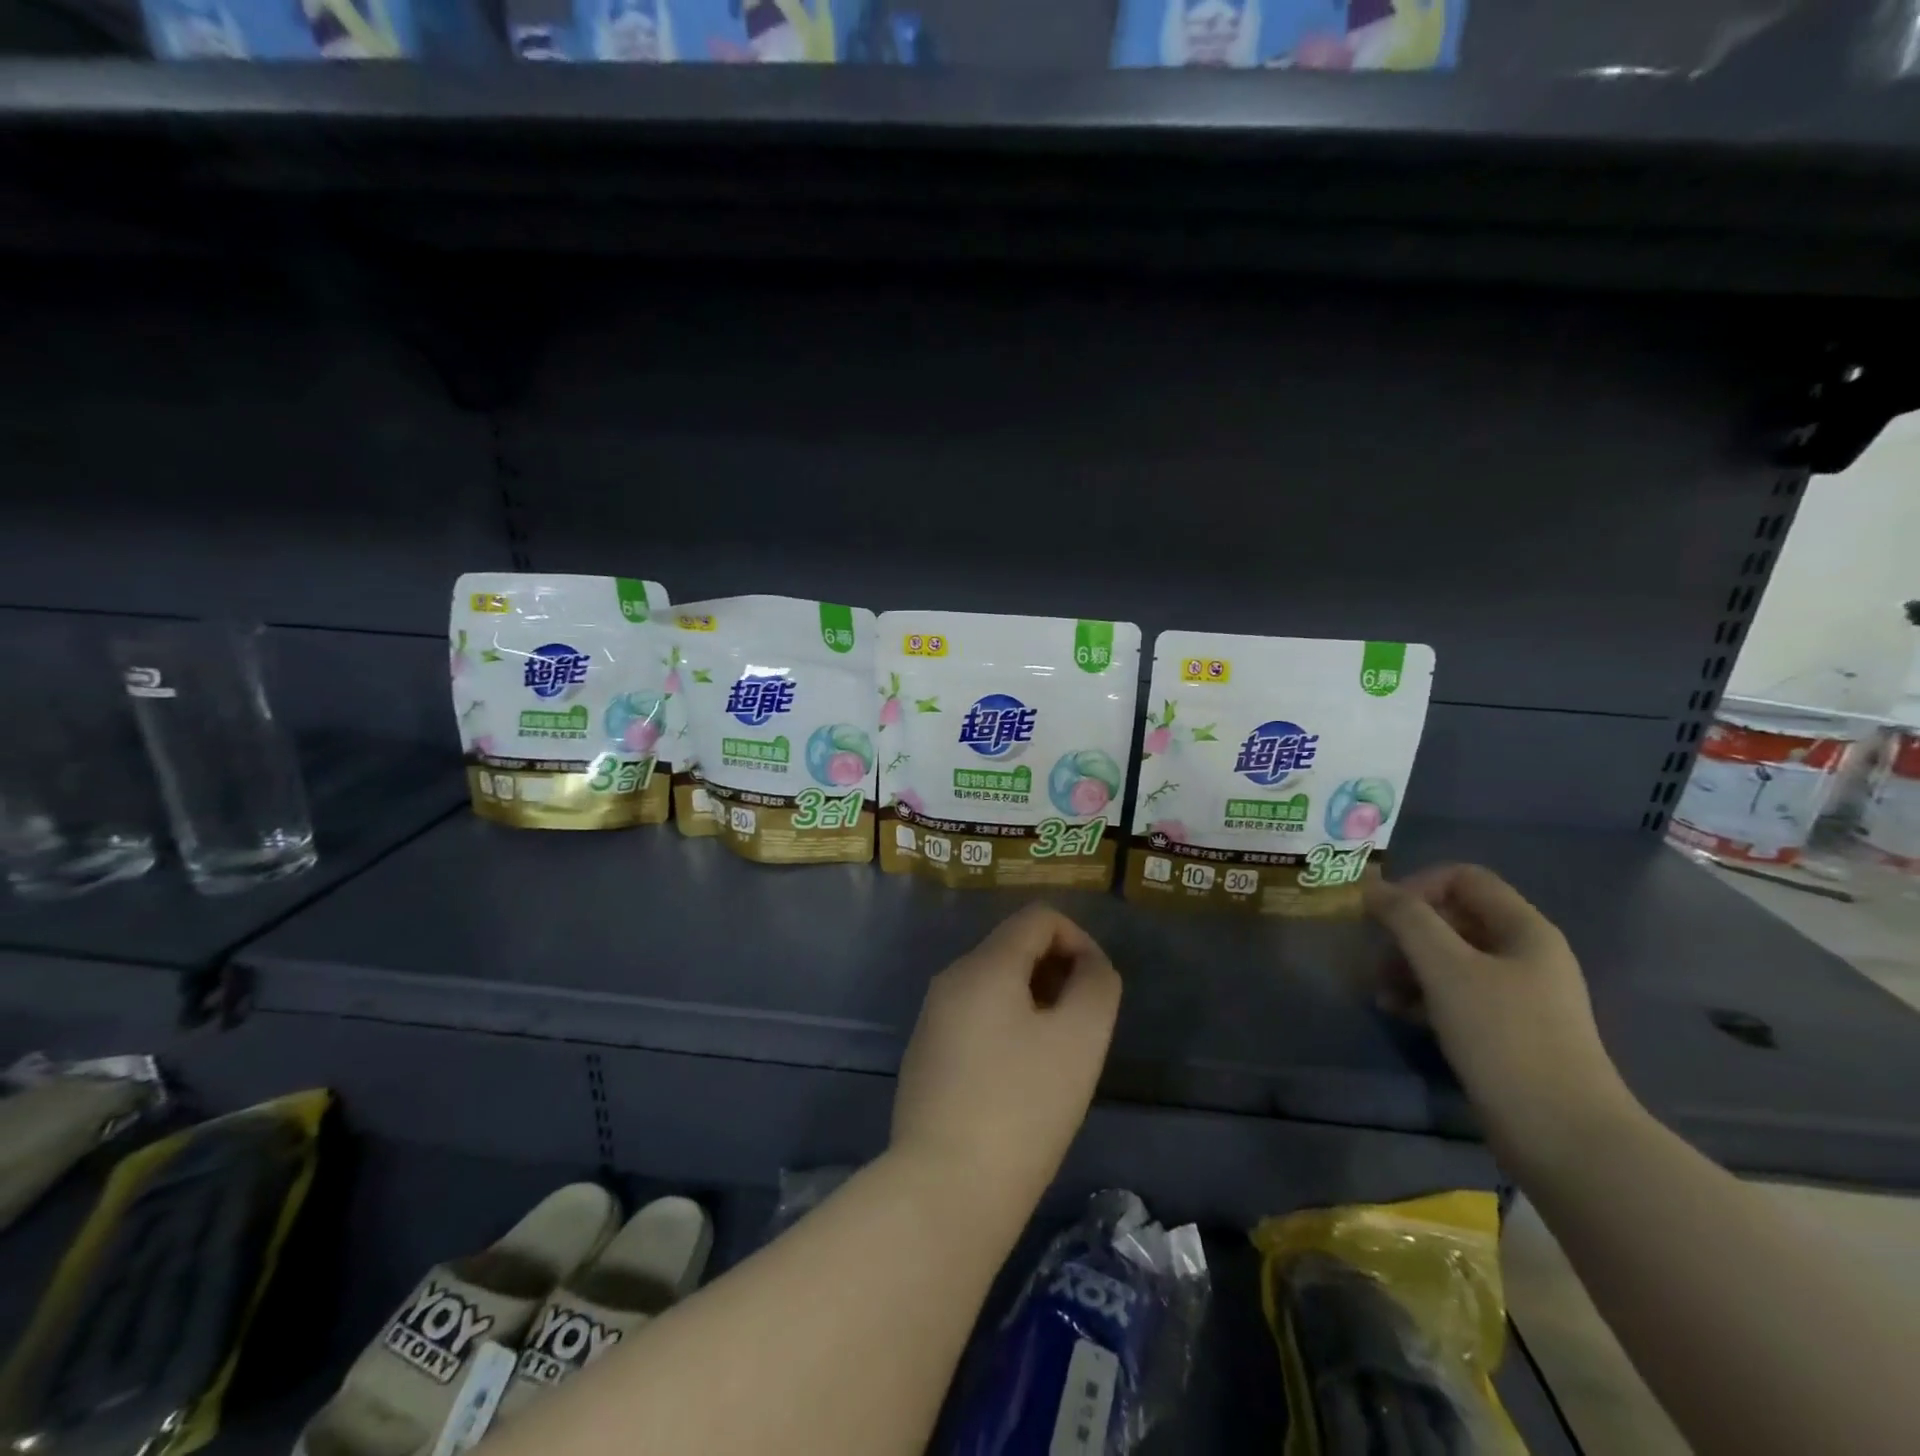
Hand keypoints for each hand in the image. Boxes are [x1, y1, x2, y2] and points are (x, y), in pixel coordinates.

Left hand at [891, 905, 1121, 1215]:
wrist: (945, 1189)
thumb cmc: (1022, 1108)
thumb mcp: (1080, 1040)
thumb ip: (1097, 986)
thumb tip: (1090, 965)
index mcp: (984, 965)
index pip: (1038, 917)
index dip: (1079, 939)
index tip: (1096, 990)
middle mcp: (951, 978)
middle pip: (1014, 947)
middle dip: (1057, 973)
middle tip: (1081, 1028)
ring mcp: (932, 1017)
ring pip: (994, 985)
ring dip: (1034, 1003)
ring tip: (1054, 1058)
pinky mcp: (925, 1054)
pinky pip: (975, 1017)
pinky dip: (1006, 1028)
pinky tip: (1018, 1081)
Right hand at [1363, 864, 1638, 1171]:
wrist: (1564, 1137)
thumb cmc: (1504, 1038)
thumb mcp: (1446, 968)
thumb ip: (1407, 919)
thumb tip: (1372, 887)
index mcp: (1523, 929)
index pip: (1463, 878)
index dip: (1417, 886)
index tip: (1382, 916)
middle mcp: (1525, 954)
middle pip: (1453, 917)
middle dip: (1406, 933)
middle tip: (1375, 960)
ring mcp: (1519, 995)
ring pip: (1450, 957)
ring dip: (1408, 967)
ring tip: (1381, 995)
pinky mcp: (1508, 1030)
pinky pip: (1457, 993)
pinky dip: (1424, 996)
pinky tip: (1401, 1015)